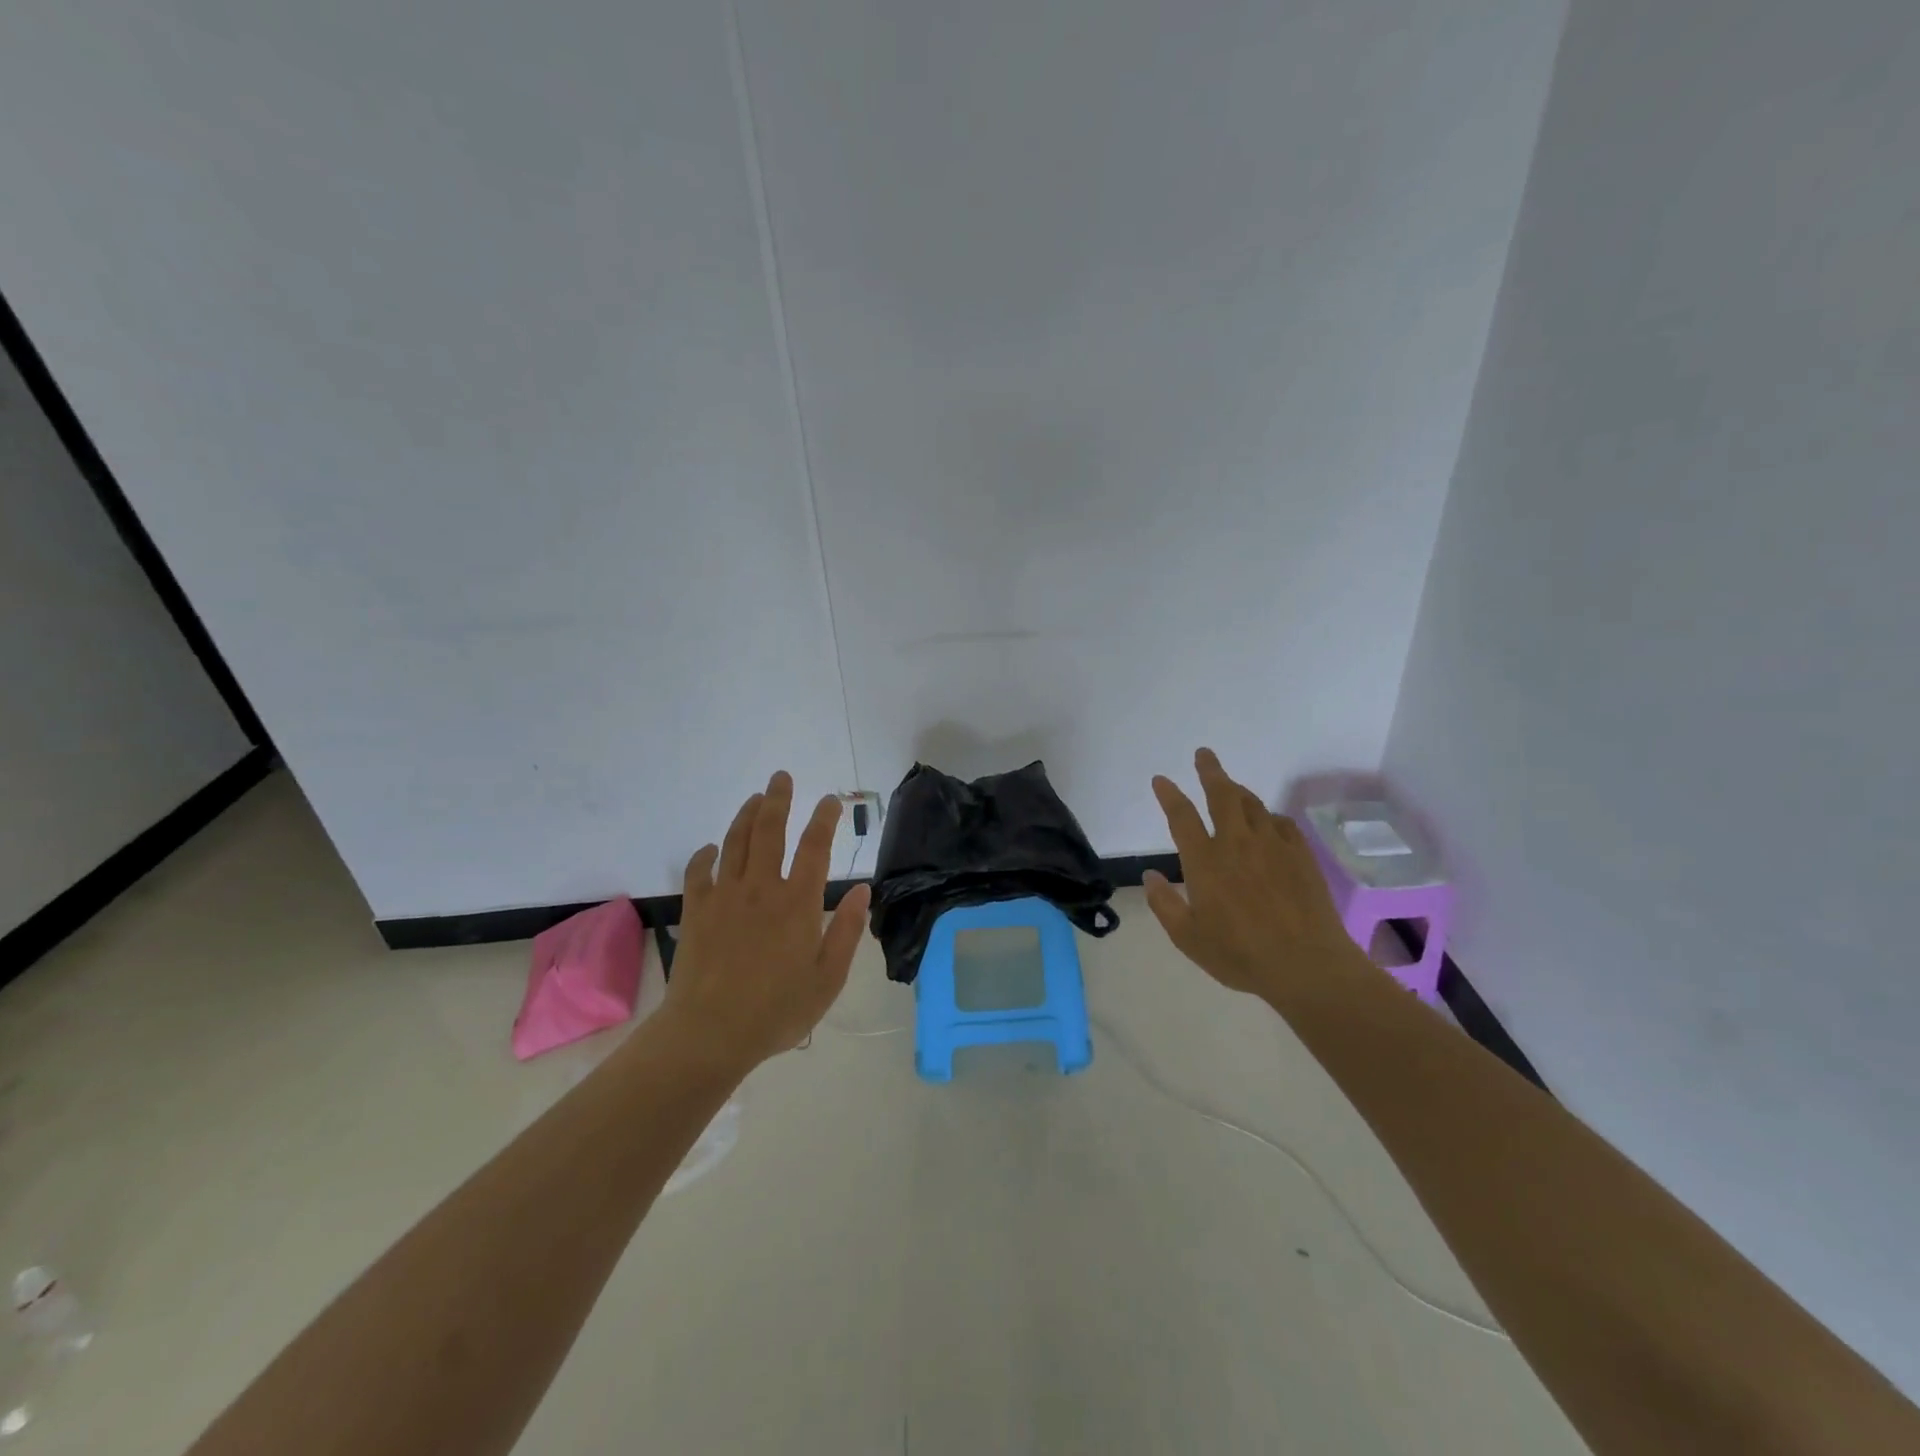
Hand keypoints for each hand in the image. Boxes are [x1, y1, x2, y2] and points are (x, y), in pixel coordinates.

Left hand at [661, 772, 870, 1069]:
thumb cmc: (777, 1010)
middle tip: (781, 777)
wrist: (710, 1033)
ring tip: (755, 799)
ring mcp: (725, 895)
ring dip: (746, 816)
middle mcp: (762, 888)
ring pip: (735, 842)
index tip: (831, 800)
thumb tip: (864, 890)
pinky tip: (711, 849)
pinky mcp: (696, 910)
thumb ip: (847, 931)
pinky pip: (699, 871)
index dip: (824, 819)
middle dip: (778, 799)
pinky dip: (706, 855)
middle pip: (769, 830)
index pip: (815, 847)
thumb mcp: (828, 978)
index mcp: (798, 903)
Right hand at [1143, 748, 1366, 1001]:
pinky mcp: (1301, 855)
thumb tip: (1150, 876)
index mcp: (1205, 861)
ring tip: (1231, 786)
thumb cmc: (1240, 955)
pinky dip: (1269, 817)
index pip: (1181, 817)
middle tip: (1204, 754)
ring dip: (1238, 791)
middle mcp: (1237, 843)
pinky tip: (1268, 823)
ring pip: (1253, 804)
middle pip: (1222, 795)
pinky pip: (1281, 823)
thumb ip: (1165, 905)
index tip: (1161, 780)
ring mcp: (1272, 846)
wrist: (1307, 965)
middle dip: (1210, 771)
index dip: (1169, 795)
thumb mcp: (1188, 938)